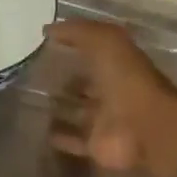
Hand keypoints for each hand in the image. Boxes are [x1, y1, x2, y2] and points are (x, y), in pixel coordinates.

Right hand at [48, 19, 176, 171]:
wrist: (145, 128)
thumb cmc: (127, 80)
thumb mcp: (106, 43)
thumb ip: (78, 32)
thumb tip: (48, 29)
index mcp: (118, 66)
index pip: (94, 55)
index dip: (74, 48)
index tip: (46, 47)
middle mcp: (112, 93)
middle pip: (85, 86)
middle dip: (64, 82)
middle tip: (34, 79)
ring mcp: (105, 121)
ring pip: (77, 113)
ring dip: (59, 109)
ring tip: (30, 104)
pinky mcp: (96, 146)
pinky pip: (74, 141)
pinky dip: (59, 137)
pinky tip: (39, 131)